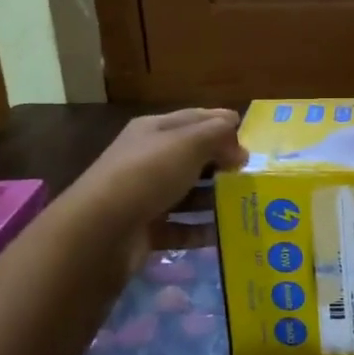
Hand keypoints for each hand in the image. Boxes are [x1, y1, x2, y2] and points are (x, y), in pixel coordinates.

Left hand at [58, 109, 246, 275]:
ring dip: (214, 200)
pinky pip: (181, 228)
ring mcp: (145, 196)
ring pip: (188, 194)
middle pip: (192, 157)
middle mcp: (147, 159)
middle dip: (222, 164)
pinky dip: (201, 231)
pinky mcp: (145, 230)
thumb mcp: (188, 144)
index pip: (194, 118)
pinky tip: (224, 235)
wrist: (100, 231)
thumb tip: (238, 146)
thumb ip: (218, 136)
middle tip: (252, 176)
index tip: (251, 138)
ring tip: (245, 206)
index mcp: (153, 130)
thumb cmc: (147, 175)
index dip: (222, 124)